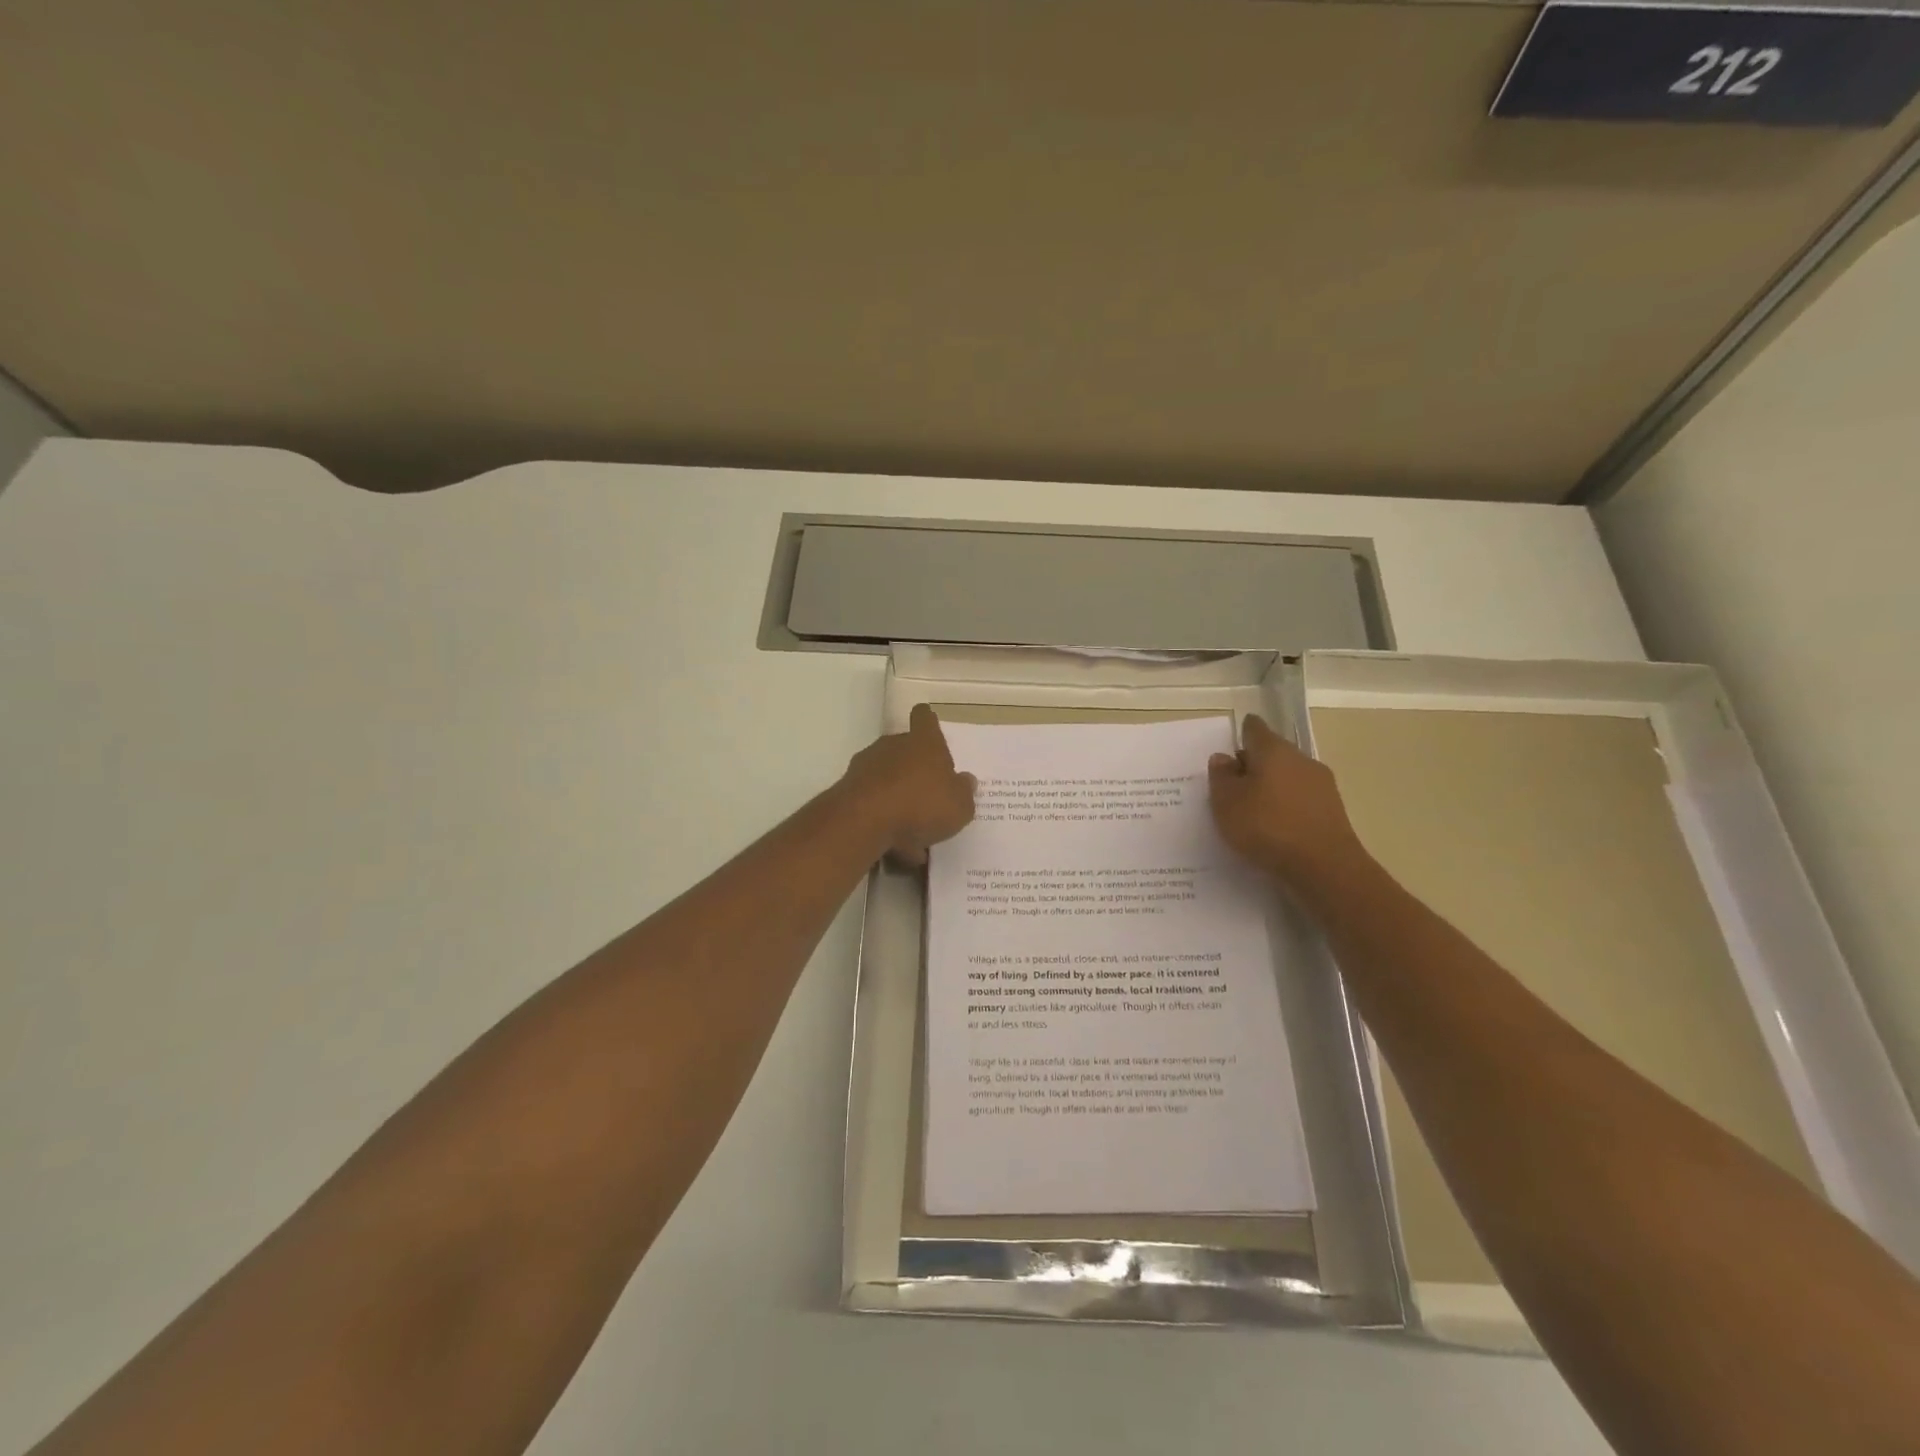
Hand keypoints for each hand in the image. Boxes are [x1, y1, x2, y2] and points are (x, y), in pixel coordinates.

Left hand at [840, 704, 976, 865]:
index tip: (930, 728)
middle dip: (916, 769)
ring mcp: (866, 767)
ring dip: (900, 799)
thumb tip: (965, 780)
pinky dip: (885, 821)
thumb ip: (964, 792)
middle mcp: (893, 747)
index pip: (924, 718)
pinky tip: (897, 848)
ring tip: (915, 835)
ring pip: (888, 779)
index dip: (928, 722)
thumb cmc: (921, 805)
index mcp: (924, 743)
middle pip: (905, 749)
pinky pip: (874, 804)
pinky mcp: (848, 791)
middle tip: (931, 795)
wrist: (863, 822)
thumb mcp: (959, 806)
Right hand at [1208, 714, 1367, 883]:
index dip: (1241, 732)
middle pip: (1273, 753)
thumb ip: (1221, 777)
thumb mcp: (1226, 803)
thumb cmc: (1267, 827)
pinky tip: (1274, 826)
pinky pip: (1300, 799)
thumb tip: (1223, 758)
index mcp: (1273, 750)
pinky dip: (1285, 806)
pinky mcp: (1332, 810)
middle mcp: (1301, 759)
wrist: (1325, 868)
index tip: (1230, 744)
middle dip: (1253, 763)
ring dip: (1270, 786)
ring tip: (1251, 809)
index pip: (1255, 728)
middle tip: (1231, 784)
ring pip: (1288, 776)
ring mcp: (1322, 785)